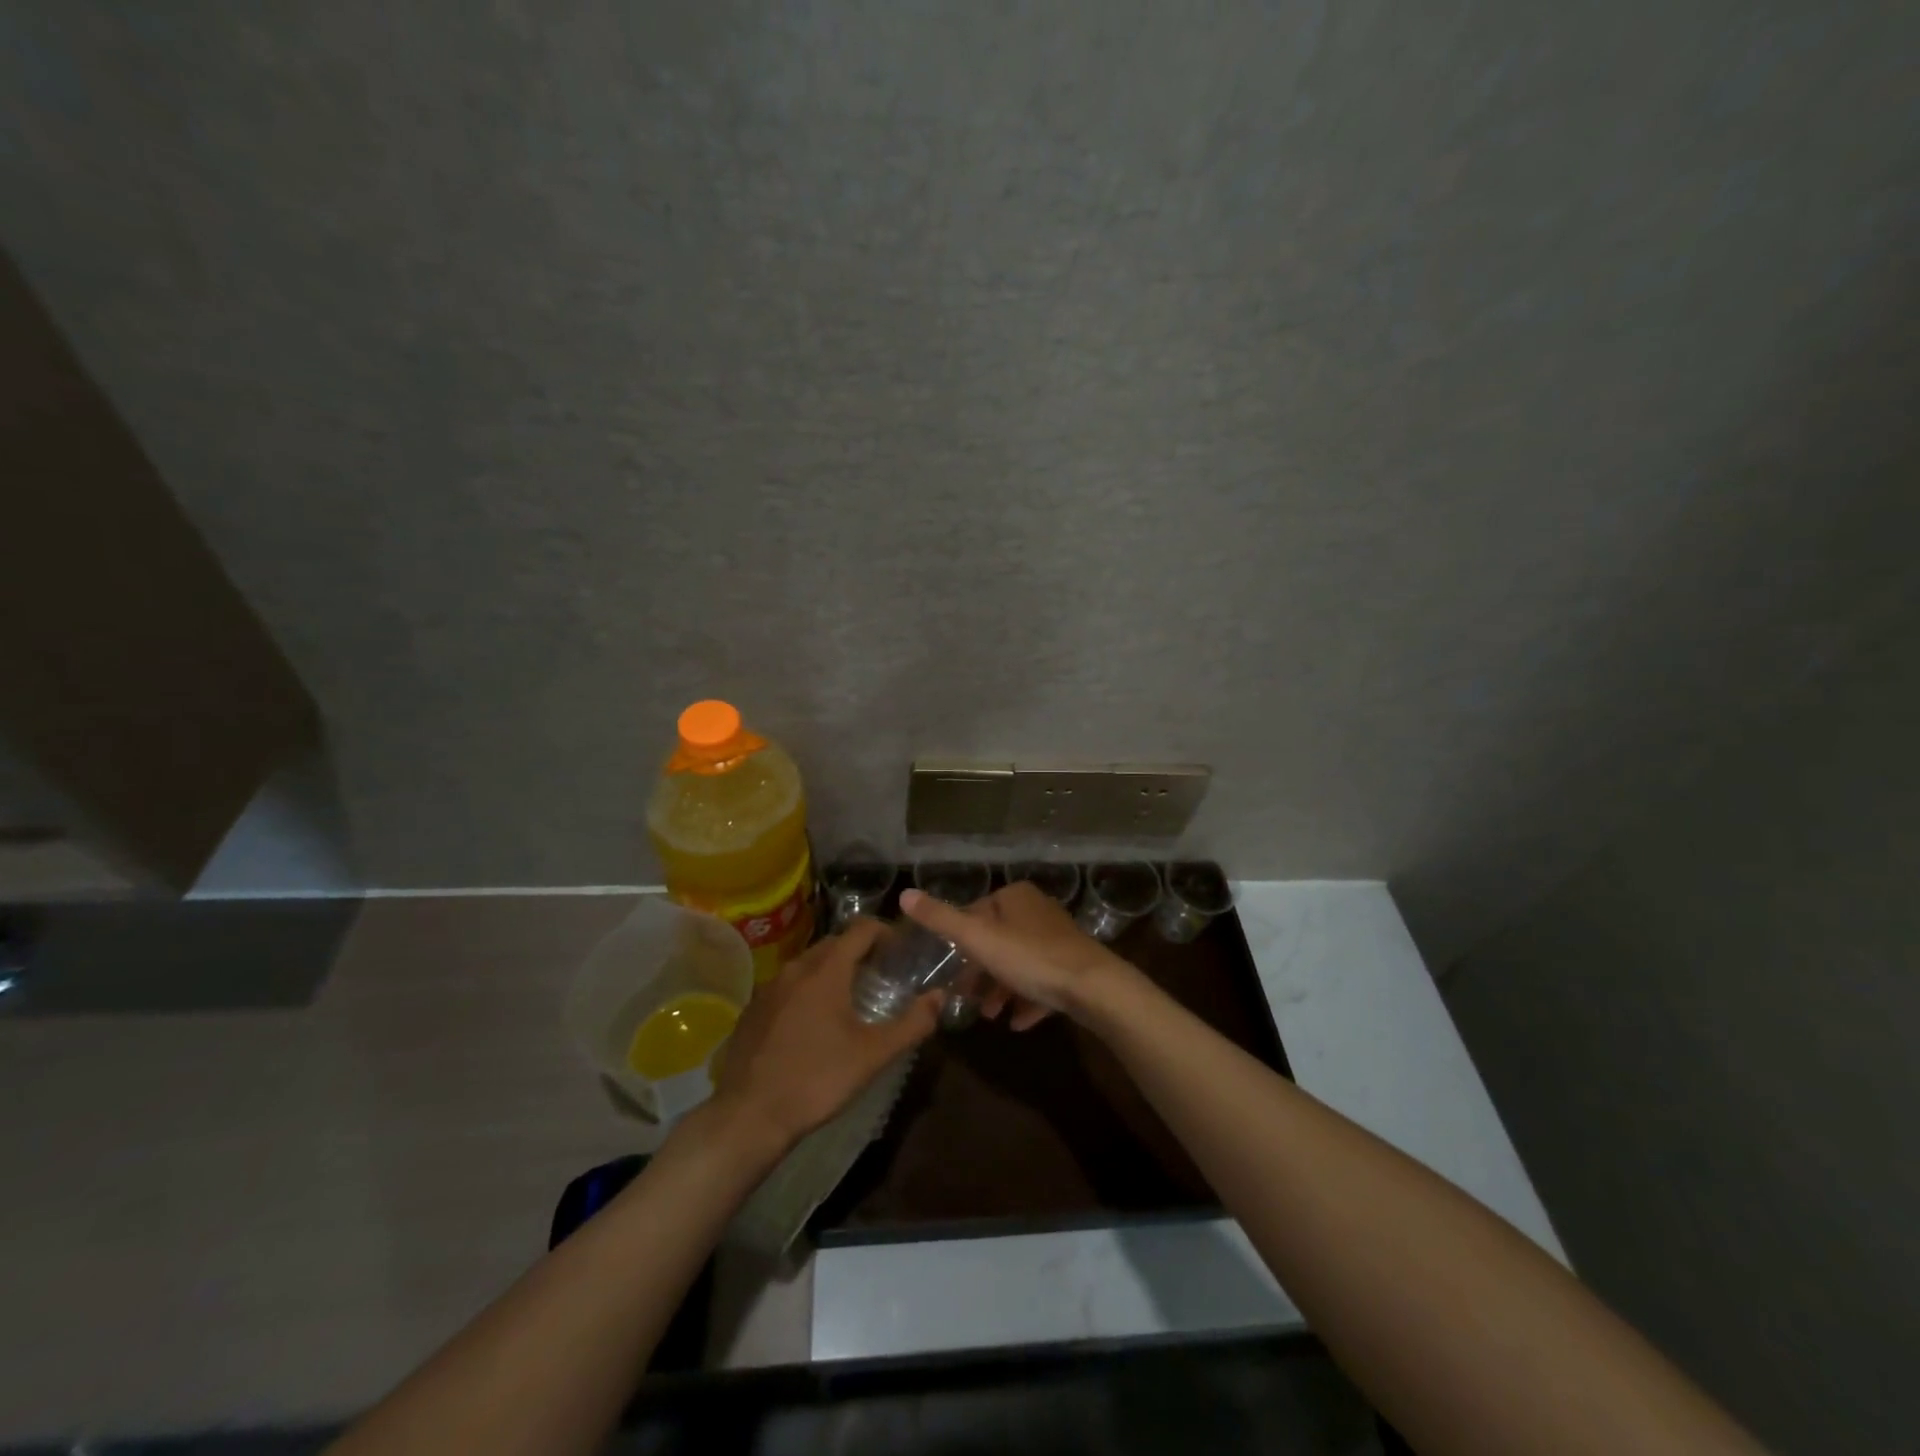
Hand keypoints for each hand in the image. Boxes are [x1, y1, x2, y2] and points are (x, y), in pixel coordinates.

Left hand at [705, 918, 939, 1150]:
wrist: (749, 1115)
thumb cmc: (817, 1079)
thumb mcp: (874, 1055)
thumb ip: (912, 1023)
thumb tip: (939, 997)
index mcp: (826, 970)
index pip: (861, 929)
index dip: (885, 932)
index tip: (900, 951)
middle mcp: (796, 968)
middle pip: (834, 943)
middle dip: (859, 951)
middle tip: (881, 975)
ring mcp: (769, 987)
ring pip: (808, 964)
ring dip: (832, 970)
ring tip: (850, 999)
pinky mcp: (752, 1009)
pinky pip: (787, 986)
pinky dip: (807, 990)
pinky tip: (813, 1023)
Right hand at [899, 882, 1140, 1029]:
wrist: (1093, 987)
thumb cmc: (1030, 958)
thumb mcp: (977, 938)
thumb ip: (940, 918)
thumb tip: (904, 894)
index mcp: (1015, 897)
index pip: (976, 913)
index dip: (960, 942)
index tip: (948, 970)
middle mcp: (1037, 910)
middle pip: (998, 941)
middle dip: (980, 971)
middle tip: (965, 998)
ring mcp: (1058, 938)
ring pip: (1019, 963)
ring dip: (1002, 989)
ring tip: (991, 1015)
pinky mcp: (1074, 965)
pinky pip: (1043, 982)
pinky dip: (1028, 1000)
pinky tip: (1018, 1023)